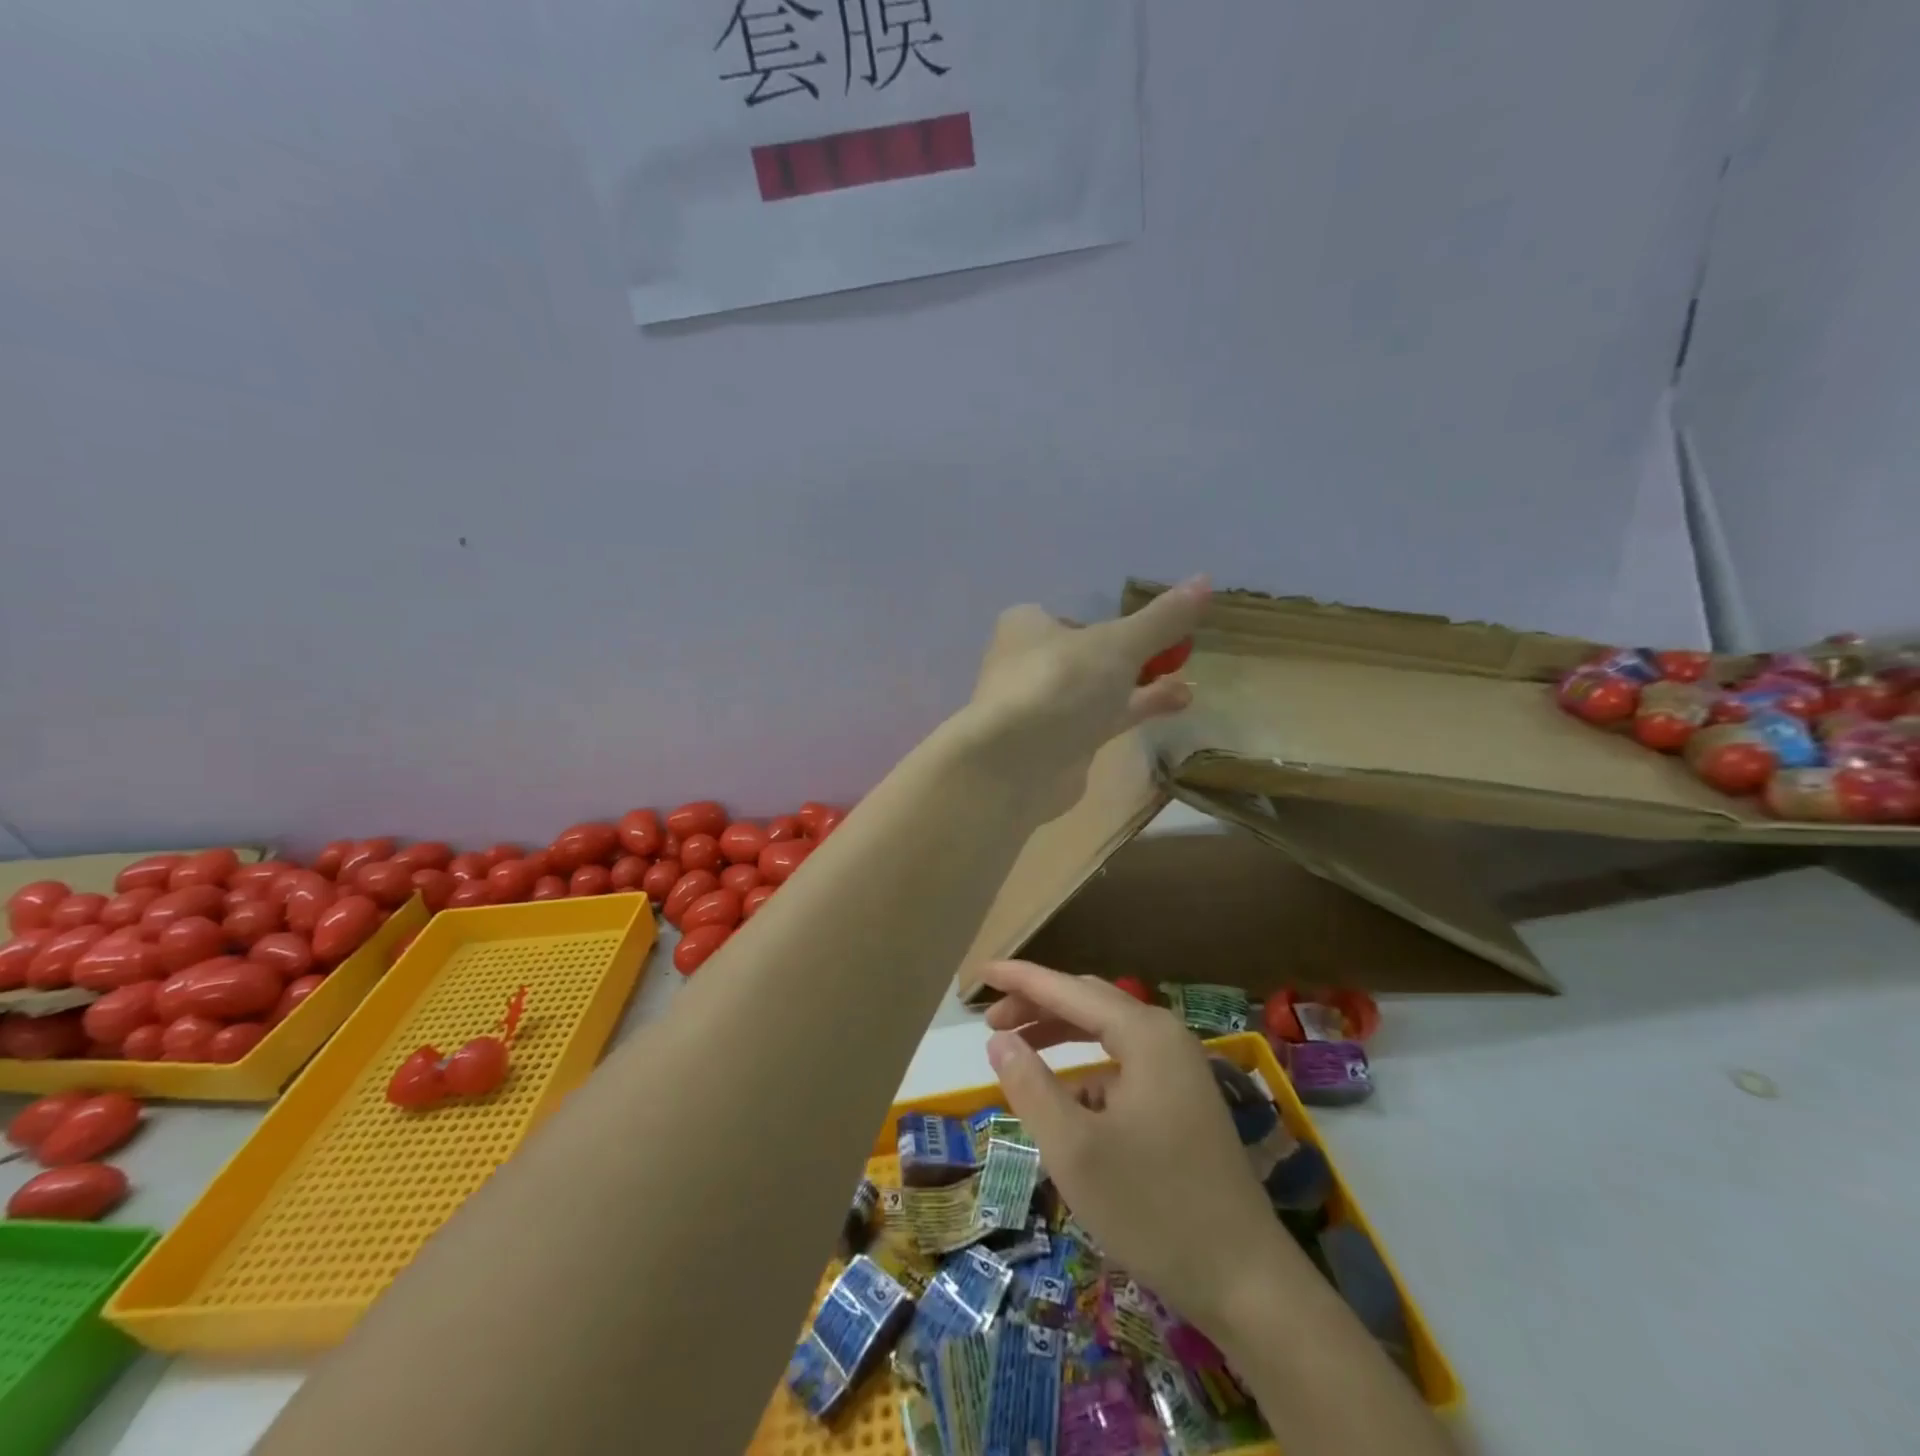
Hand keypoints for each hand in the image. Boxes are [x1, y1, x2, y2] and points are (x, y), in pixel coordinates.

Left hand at [963, 576, 1208, 817]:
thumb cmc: (1059, 685)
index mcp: (1027, 626)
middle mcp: (1028, 663)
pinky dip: (1133, 712)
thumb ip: (1162, 619)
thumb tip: (1205, 580)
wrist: (1014, 765)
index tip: (1158, 627)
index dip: (1113, 622)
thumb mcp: (1118, 644)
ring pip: (1096, 691)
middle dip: (1134, 657)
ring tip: (1188, 687)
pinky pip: (1099, 721)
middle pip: (1089, 655)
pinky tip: (1173, 706)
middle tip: (1180, 654)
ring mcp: (1040, 708)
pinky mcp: (1054, 745)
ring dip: (1141, 687)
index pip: (1074, 616)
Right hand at [980, 958, 1278, 1332]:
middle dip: (1037, 1005)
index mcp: (1144, 1034)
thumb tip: (999, 1040)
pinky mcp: (1184, 1100)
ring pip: (1107, 1032)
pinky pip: (1124, 1065)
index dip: (1021, 978)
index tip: (981, 972)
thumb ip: (1030, 1086)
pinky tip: (1066, 1103)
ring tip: (1017, 1048)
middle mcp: (1166, 1037)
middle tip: (990, 1021)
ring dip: (1060, 1034)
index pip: (1068, 989)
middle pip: (1089, 1002)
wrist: (1247, 1281)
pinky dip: (1087, 1071)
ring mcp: (1180, 1068)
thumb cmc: (1153, 1208)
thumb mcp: (1074, 1150)